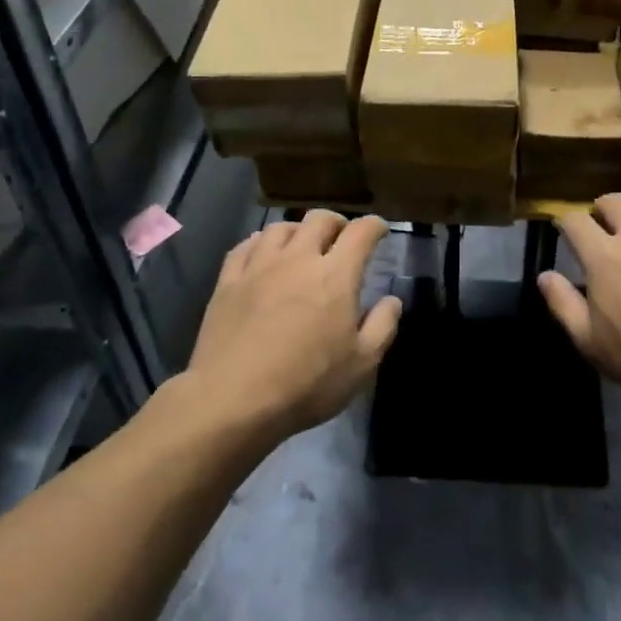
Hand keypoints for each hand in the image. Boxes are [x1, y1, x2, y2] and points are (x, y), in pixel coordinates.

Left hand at [188, 211, 401, 440]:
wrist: (233, 400)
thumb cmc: (306, 384)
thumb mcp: (361, 364)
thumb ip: (382, 326)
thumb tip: (392, 300)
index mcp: (335, 275)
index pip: (361, 232)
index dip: (374, 225)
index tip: (380, 230)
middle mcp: (298, 259)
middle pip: (319, 219)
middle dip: (337, 222)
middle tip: (342, 237)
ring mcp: (259, 267)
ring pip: (281, 227)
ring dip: (299, 230)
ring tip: (302, 244)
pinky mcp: (228, 281)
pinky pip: (245, 246)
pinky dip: (261, 242)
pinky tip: (262, 253)